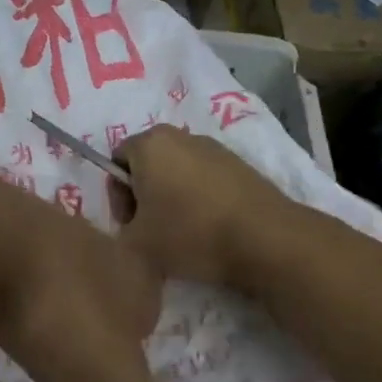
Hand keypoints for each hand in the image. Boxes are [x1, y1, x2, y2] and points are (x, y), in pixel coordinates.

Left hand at [0, 176, 239, 381]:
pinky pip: (13, 256)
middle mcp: (91, 243)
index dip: (143, 334)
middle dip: (101, 308)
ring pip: (58, 263)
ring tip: (41, 325)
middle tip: (83, 344)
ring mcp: (39, 227)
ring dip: (55, 291)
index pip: (150, 303)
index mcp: (130, 273)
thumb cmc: (59, 310)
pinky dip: (12, 278)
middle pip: (106, 279)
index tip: (128, 362)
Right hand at [111, 124, 294, 284]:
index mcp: (148, 144)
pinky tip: (210, 227)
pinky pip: (204, 177)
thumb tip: (128, 230)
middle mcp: (178, 136)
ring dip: (172, 196)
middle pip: (147, 162)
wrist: (265, 239)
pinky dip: (199, 197)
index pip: (116, 161)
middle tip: (152, 231)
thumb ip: (117, 234)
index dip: (117, 195)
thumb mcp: (137, 245)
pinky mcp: (238, 163)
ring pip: (177, 170)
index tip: (131, 225)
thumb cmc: (191, 233)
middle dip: (144, 194)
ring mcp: (212, 147)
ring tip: (183, 232)